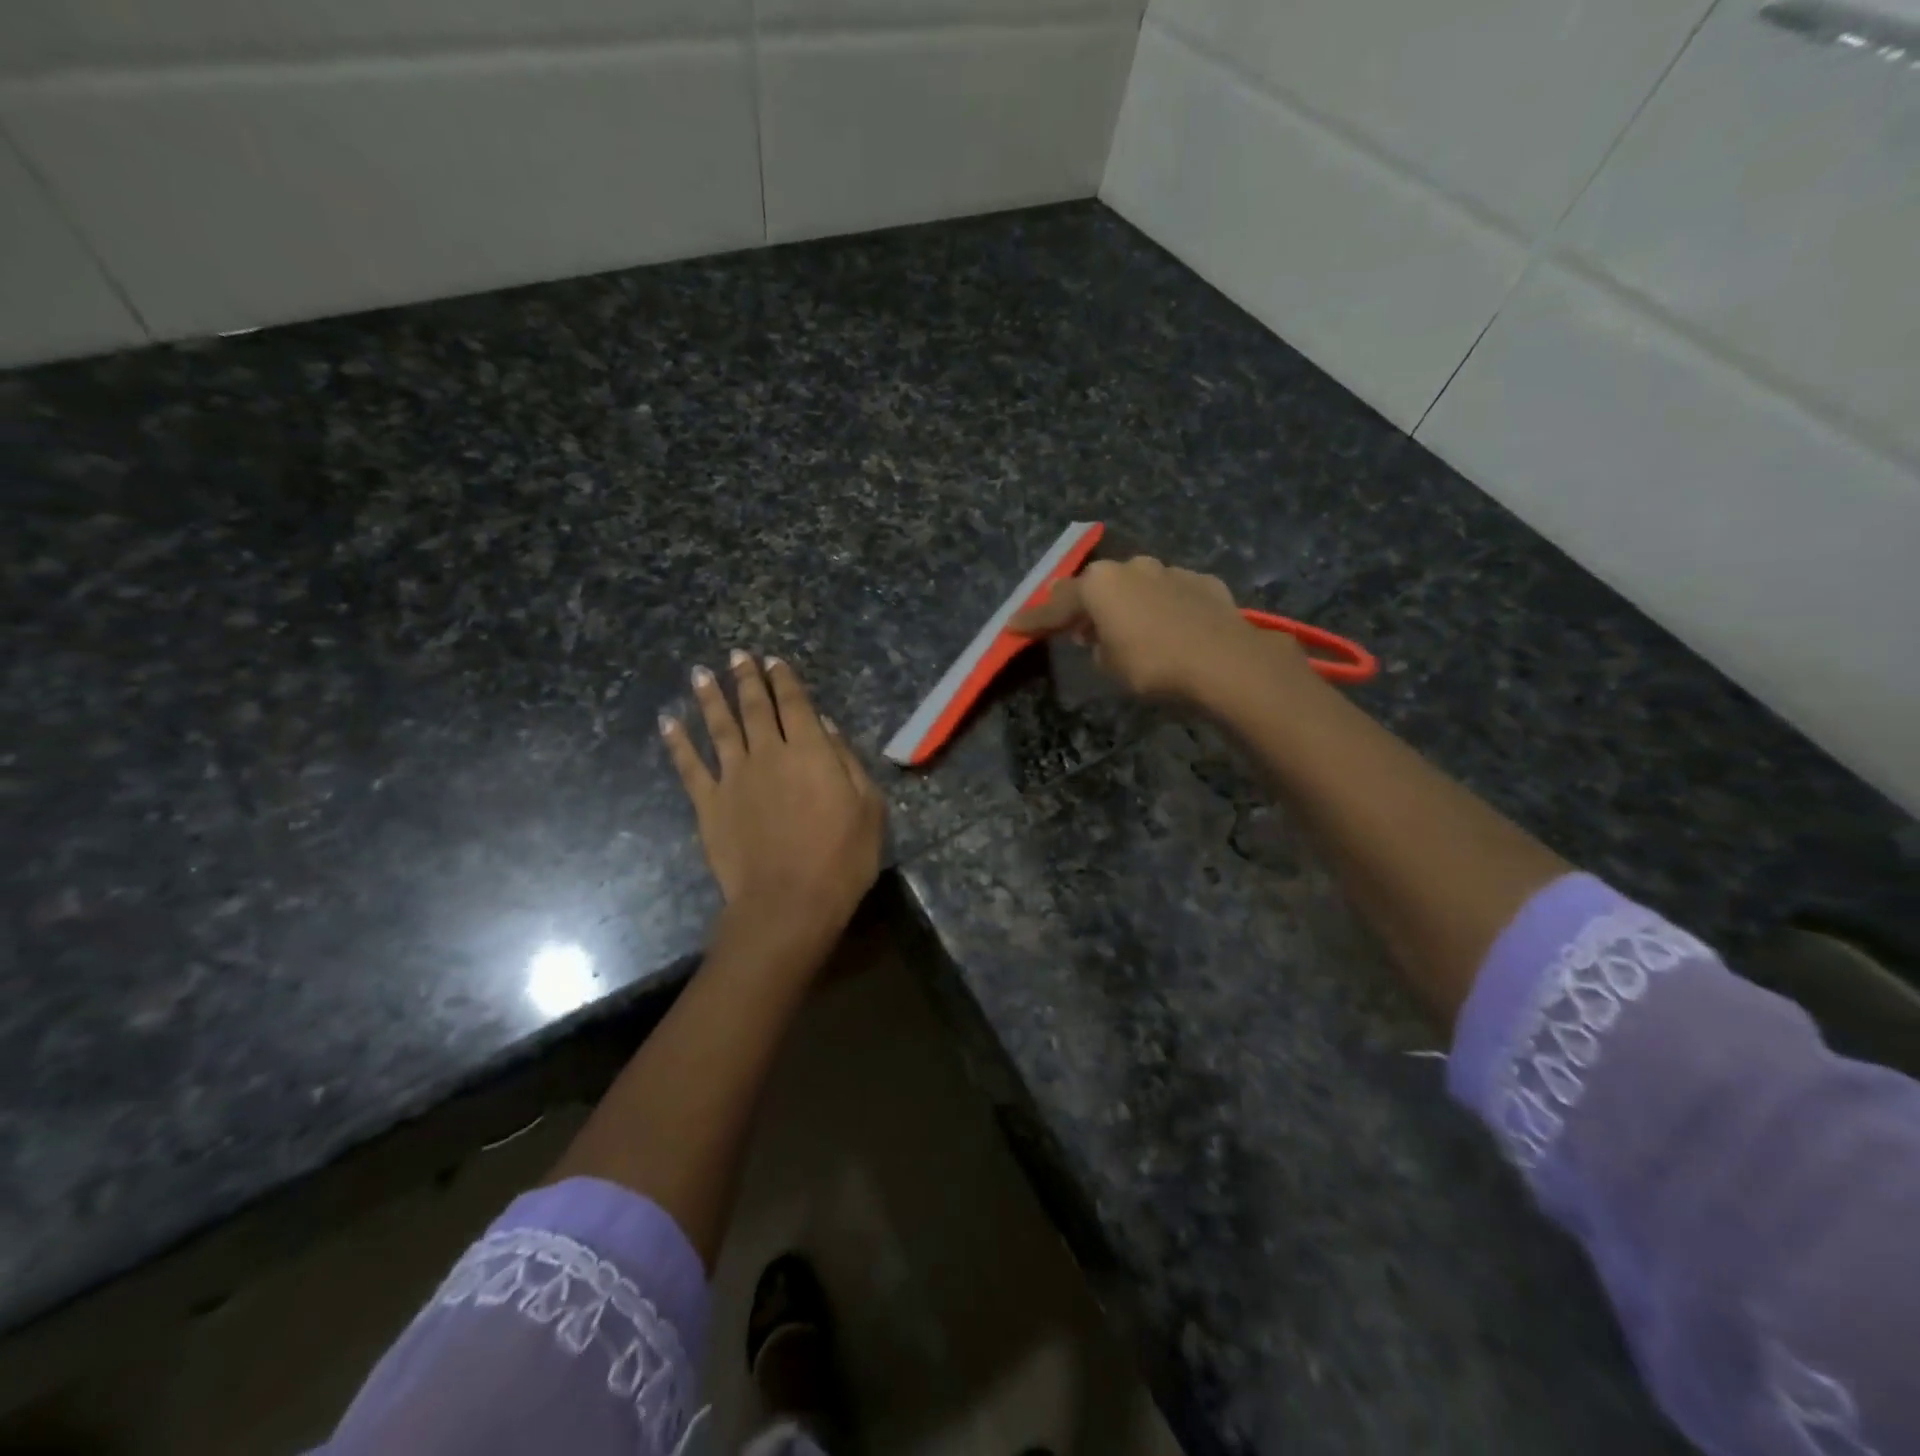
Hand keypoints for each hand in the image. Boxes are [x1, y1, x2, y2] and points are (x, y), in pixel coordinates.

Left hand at [662, 651, 885, 966]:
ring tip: (701, 673)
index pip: (795, 704)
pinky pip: (689, 766)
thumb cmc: (841, 858)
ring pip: (719, 726)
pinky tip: (668, 722)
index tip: (773, 660)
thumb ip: (847, 762)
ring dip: (710, 698)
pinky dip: (677, 741)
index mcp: (810, 751)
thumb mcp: (868, 808)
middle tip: (738, 656)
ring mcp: (733, 777)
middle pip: (755, 707)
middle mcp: (768, 753)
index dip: (784, 680)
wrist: (787, 903)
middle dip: (747, 678)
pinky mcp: (709, 804)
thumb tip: (826, 727)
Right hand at [1009, 556, 1310, 706]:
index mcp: (1100, 584)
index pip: (1056, 604)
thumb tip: (1101, 639)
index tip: (1014, 625)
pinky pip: (1170, 593)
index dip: (1034, 619)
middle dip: (1084, 606)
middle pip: (1097, 586)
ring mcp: (1170, 570)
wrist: (1224, 661)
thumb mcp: (1110, 665)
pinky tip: (1168, 626)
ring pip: (1136, 585)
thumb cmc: (1154, 665)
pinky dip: (1161, 607)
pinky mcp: (1202, 582)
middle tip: (1074, 627)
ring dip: (1126, 604)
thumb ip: (1097, 646)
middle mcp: (1132, 567)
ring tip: (1127, 628)